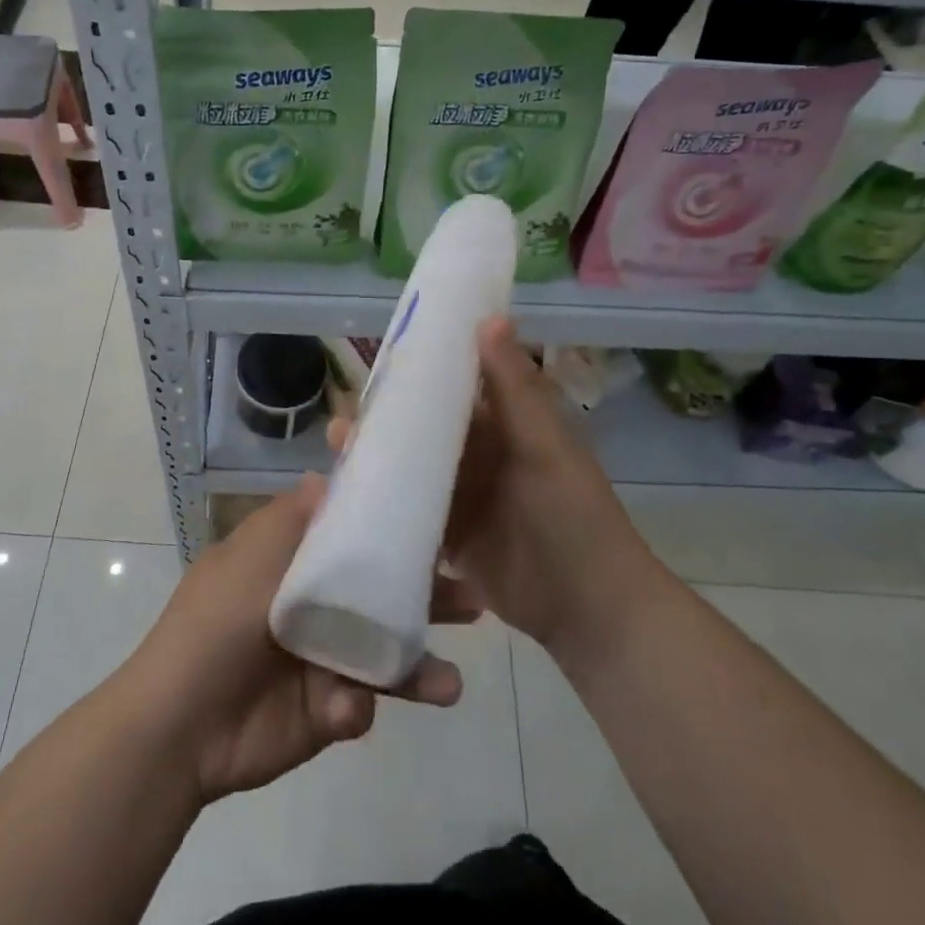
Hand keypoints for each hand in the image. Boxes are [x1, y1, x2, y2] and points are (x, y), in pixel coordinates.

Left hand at [124, 476, 476, 804]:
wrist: (180, 725)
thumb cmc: (216, 624)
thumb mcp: (251, 555)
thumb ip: (294, 516)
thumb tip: (327, 474)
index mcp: (292, 565)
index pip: (352, 538)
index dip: (391, 529)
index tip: (435, 519)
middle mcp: (313, 606)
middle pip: (381, 595)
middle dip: (426, 599)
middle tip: (472, 601)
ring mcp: (322, 660)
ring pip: (384, 654)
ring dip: (420, 667)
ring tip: (450, 684)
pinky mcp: (326, 709)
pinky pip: (359, 702)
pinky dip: (357, 705)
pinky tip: (348, 709)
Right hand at [330, 319, 643, 662]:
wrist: (587, 607)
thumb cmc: (573, 515)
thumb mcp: (544, 446)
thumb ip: (514, 388)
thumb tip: (490, 318)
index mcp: (506, 424)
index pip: (459, 384)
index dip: (425, 367)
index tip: (382, 353)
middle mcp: (480, 454)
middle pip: (427, 427)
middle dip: (388, 417)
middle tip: (346, 412)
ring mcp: (463, 496)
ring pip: (414, 467)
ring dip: (380, 457)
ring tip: (338, 446)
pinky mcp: (449, 535)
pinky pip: (411, 509)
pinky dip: (384, 500)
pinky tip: (347, 494)